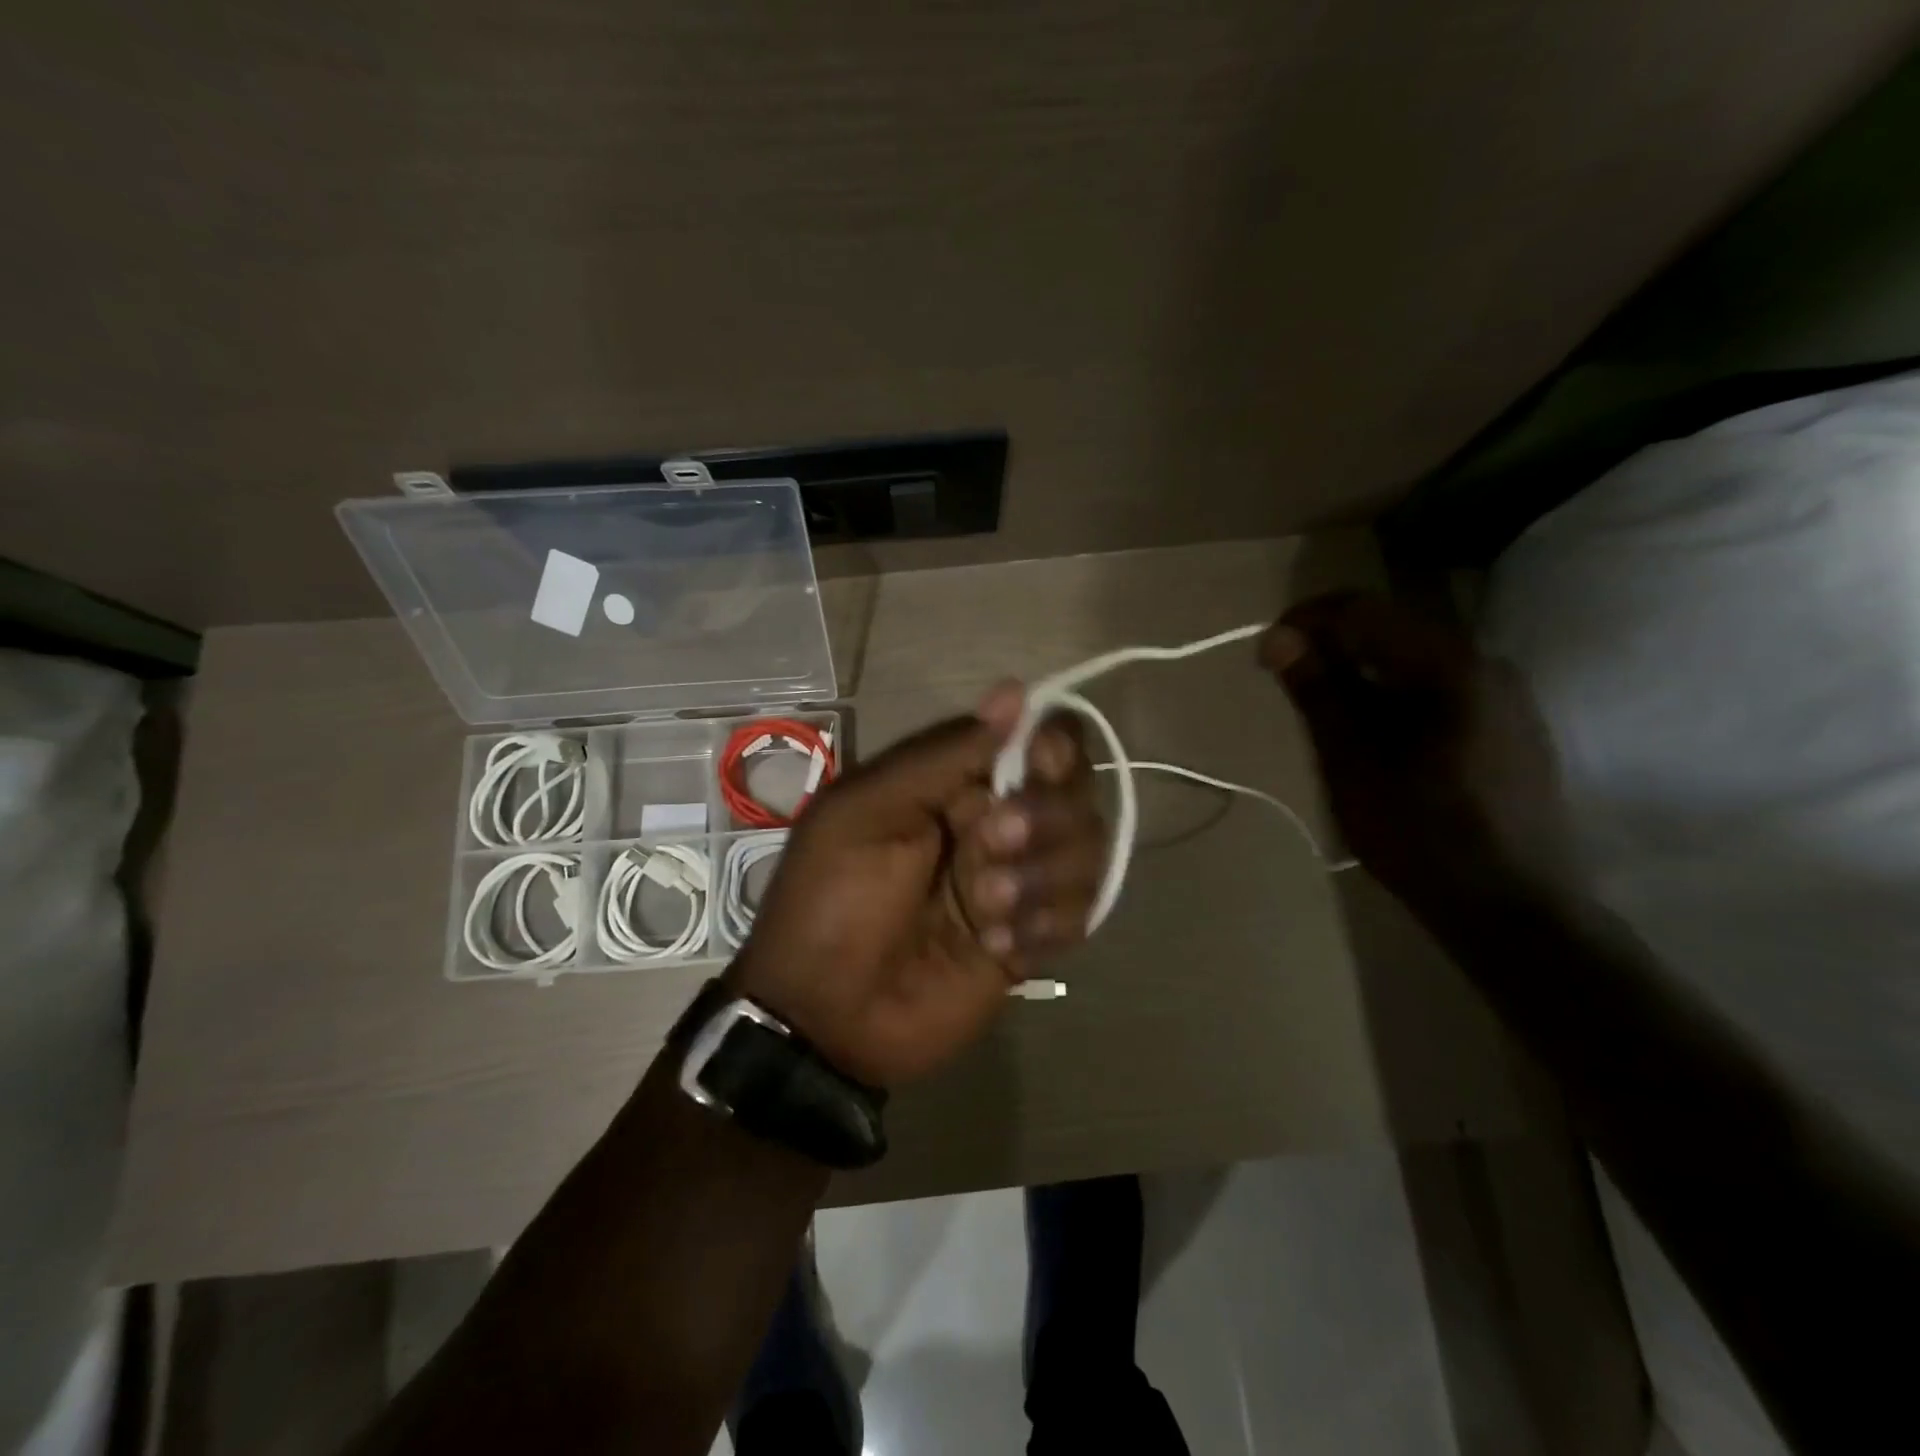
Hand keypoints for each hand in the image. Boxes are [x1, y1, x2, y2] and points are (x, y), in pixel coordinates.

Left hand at [728, 683, 1104, 1088]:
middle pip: (1076, 793)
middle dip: (1045, 819)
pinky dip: (1046, 926)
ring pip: (1088, 852)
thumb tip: (1015, 690)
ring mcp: (1020, 882)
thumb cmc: (832, 900)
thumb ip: (944, 754)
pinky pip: (1080, 914)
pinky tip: (997, 948)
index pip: (1039, 739)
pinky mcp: (1034, 938)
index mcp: (956, 782)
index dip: (1054, 745)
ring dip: (1042, 879)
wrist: (826, 1015)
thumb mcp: (868, 811)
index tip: (1039, 763)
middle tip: (991, 847)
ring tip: (984, 914)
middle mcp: (999, 822)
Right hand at [1262, 593, 1579, 919]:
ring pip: (1415, 660)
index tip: (1265, 654)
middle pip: (1392, 629)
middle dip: (1333, 647)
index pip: (1363, 611)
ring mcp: (1507, 695)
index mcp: (1449, 666)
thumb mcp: (1351, 764)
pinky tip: (1376, 736)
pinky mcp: (1511, 725)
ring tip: (1326, 716)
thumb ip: (1318, 693)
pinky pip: (1439, 687)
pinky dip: (1395, 695)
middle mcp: (1486, 663)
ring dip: (1362, 673)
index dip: (1306, 622)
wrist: (1513, 910)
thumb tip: (1278, 637)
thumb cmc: (1421, 836)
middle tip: (1289, 685)